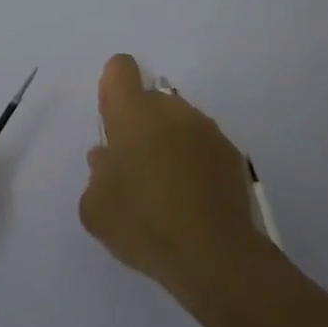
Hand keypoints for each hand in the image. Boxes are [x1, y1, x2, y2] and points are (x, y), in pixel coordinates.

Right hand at [79, 55, 268, 306]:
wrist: (216, 257)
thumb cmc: (145, 225)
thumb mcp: (95, 208)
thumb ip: (96, 174)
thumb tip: (107, 158)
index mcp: (133, 113)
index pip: (120, 69)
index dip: (112, 89)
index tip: (112, 123)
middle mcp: (171, 109)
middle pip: (150, 99)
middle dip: (140, 124)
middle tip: (136, 169)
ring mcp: (206, 129)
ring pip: (178, 122)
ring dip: (168, 142)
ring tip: (167, 188)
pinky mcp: (231, 153)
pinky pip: (202, 145)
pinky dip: (195, 161)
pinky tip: (193, 199)